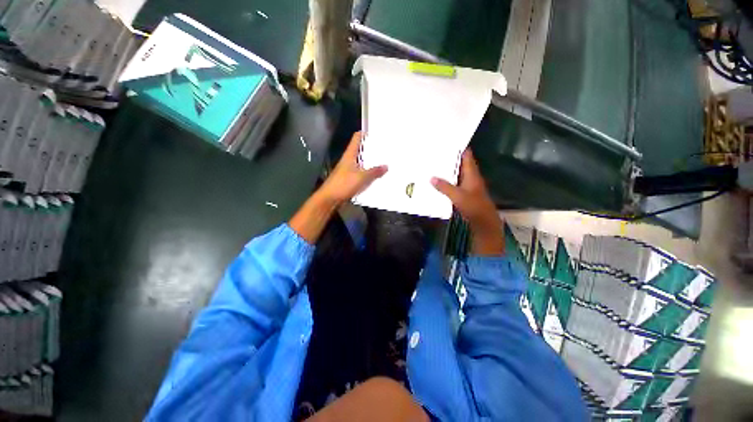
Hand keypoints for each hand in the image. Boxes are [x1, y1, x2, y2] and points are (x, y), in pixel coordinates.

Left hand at [290, 132, 386, 243]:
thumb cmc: (344, 184)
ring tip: (383, 161)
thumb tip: (386, 166)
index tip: (376, 133)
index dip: (365, 133)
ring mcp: (348, 170)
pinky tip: (376, 176)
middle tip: (384, 148)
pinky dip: (367, 173)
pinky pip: (360, 173)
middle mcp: (348, 160)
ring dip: (370, 162)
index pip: (357, 138)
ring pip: (361, 162)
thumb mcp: (361, 177)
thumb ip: (374, 172)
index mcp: (350, 155)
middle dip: (371, 149)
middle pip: (360, 150)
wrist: (330, 198)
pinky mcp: (349, 179)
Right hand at [431, 150, 503, 255]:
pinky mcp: (464, 192)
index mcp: (471, 173)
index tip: (447, 141)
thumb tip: (431, 178)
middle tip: (435, 153)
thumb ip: (444, 187)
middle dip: (449, 158)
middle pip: (460, 163)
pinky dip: (447, 180)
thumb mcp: (457, 196)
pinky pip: (454, 183)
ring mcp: (467, 184)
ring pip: (456, 173)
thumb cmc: (473, 206)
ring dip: (447, 170)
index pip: (466, 155)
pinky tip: (437, 181)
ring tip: (433, 165)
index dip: (459, 147)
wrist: (483, 221)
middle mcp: (470, 176)